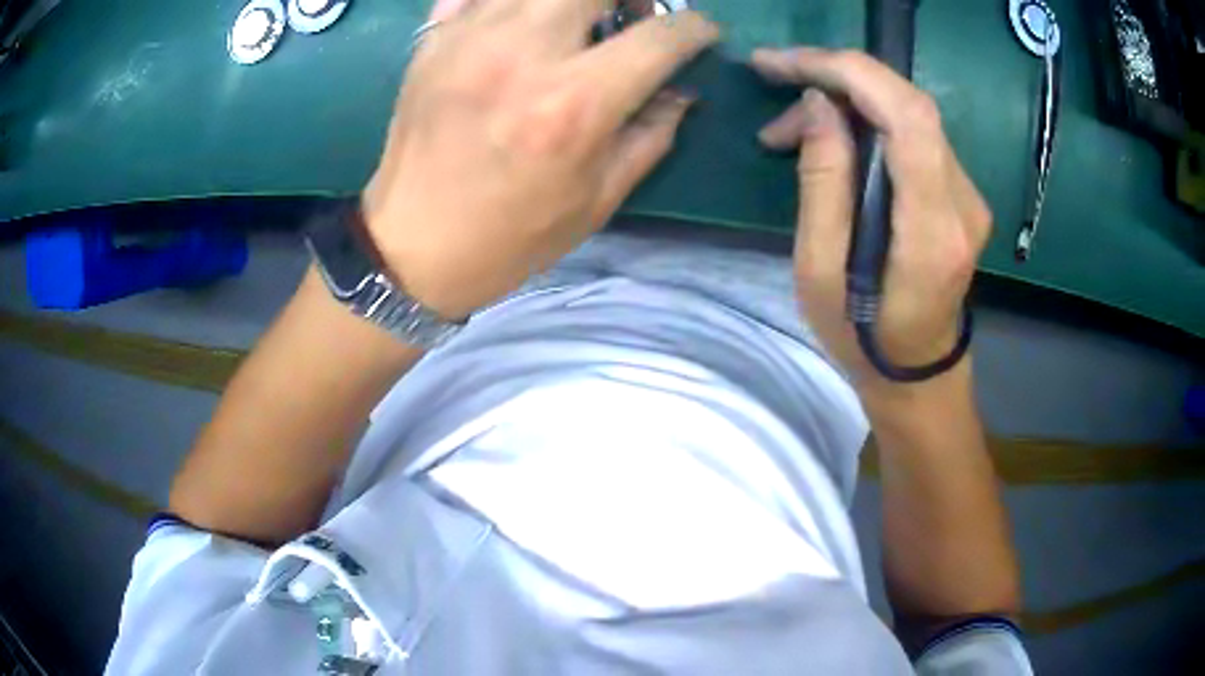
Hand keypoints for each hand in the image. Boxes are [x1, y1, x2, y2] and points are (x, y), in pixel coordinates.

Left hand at [364, 0, 718, 318]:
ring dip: (570, 1)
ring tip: (575, 22)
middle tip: (631, 18)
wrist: (413, 247)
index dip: (695, 29)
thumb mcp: (597, 199)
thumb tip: (680, 90)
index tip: (699, 34)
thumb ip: (651, 134)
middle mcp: (524, 53)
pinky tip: (517, 25)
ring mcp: (470, 38)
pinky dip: (508, 2)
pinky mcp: (433, 41)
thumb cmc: (511, 236)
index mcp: (576, 102)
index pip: (660, 36)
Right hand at [751, 48, 991, 394]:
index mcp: (932, 231)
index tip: (787, 63)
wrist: (918, 370)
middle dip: (840, 74)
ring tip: (790, 129)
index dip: (850, 73)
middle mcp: (963, 203)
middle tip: (775, 78)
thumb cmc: (862, 337)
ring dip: (848, 101)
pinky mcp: (961, 192)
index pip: (909, 117)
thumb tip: (820, 106)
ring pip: (909, 112)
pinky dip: (867, 120)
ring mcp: (969, 196)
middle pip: (910, 103)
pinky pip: (914, 133)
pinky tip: (831, 139)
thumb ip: (822, 185)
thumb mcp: (819, 273)